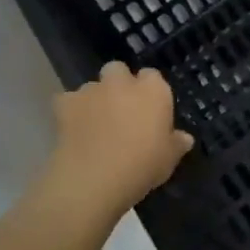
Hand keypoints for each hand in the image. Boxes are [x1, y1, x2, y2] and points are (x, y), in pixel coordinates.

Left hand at [38, 62, 193, 227]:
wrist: (93, 180)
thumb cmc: (141, 166)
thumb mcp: (168, 160)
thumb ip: (176, 144)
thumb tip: (184, 138)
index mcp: (154, 90)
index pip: (153, 76)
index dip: (150, 91)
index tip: (150, 110)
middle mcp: (122, 83)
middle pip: (118, 70)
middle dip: (118, 83)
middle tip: (121, 110)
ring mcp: (92, 91)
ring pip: (92, 85)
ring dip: (95, 98)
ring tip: (95, 123)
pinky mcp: (65, 105)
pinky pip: (67, 101)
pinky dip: (70, 110)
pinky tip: (73, 129)